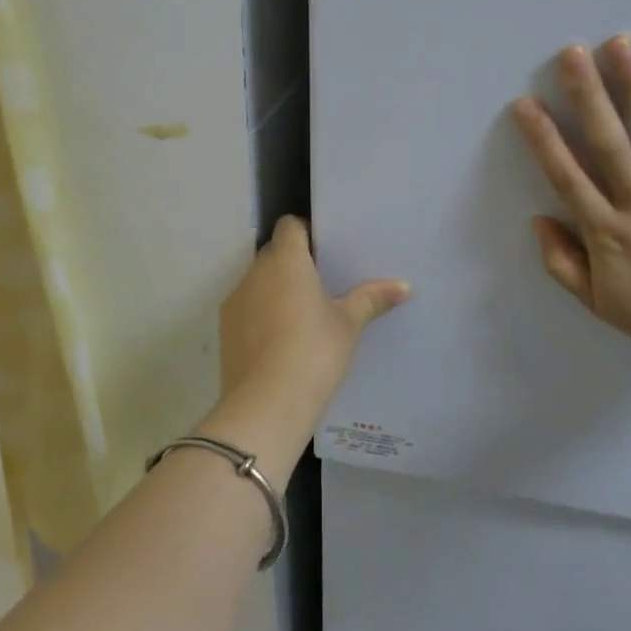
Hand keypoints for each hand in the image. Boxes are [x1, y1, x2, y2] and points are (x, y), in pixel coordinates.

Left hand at [219, 216, 410, 417]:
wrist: (267, 404)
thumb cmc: (314, 351)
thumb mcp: (348, 324)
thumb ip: (372, 299)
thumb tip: (404, 286)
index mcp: (286, 260)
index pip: (290, 226)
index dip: (306, 232)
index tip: (325, 250)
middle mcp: (255, 273)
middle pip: (273, 254)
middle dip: (294, 264)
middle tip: (322, 283)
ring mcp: (235, 301)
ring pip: (258, 283)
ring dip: (276, 290)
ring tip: (303, 315)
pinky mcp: (225, 331)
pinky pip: (247, 310)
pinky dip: (261, 316)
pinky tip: (281, 341)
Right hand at [512, 37, 630, 366]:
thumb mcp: (599, 303)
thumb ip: (563, 262)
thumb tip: (539, 218)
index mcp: (607, 232)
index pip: (567, 176)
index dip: (543, 139)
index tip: (525, 103)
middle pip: (608, 142)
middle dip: (586, 95)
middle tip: (570, 53)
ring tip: (622, 45)